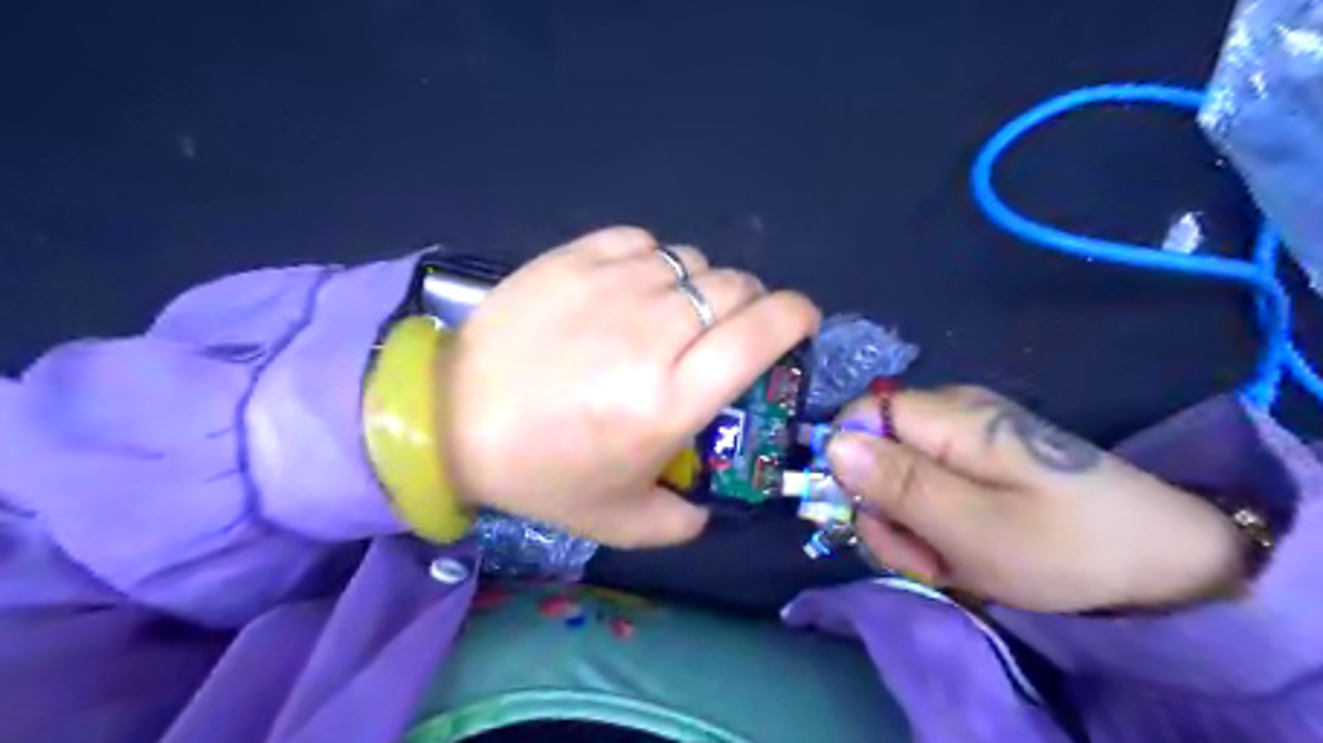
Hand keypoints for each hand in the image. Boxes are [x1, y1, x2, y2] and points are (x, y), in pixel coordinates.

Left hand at [439, 228, 824, 547]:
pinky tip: (632, 288)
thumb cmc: (538, 471)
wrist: (450, 418)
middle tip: (728, 330)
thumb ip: (680, 522)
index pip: (763, 331)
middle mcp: (655, 332)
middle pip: (737, 287)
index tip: (798, 323)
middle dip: (750, 305)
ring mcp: (613, 286)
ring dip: (700, 286)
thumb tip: (709, 507)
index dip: (796, 316)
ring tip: (673, 313)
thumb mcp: (618, 521)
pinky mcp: (576, 258)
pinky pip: (644, 242)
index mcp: (672, 398)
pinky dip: (654, 262)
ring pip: (693, 261)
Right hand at [824, 385, 1247, 612]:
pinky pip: (927, 488)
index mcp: (948, 417)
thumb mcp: (973, 527)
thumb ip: (898, 484)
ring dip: (910, 529)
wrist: (1164, 561)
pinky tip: (965, 552)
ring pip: (895, 478)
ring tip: (952, 562)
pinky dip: (935, 527)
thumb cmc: (1066, 546)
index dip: (848, 466)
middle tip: (926, 556)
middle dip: (885, 512)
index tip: (873, 516)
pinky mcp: (977, 463)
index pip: (856, 417)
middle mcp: (949, 415)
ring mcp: (964, 439)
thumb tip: (831, 444)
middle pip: (872, 452)